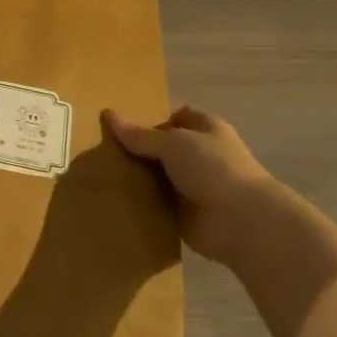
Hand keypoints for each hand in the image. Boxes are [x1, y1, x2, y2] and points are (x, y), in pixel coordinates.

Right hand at [104, 104, 284, 261]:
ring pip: (154, 174)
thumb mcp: (173, 143)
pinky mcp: (181, 212)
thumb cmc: (213, 168)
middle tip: (97, 144)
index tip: (116, 118)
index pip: (173, 114)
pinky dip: (137, 201)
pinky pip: (153, 202)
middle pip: (160, 146)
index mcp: (204, 128)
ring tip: (95, 170)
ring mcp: (190, 184)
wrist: (241, 221)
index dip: (147, 114)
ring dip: (133, 175)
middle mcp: (199, 154)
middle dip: (134, 146)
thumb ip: (140, 134)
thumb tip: (109, 115)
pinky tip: (108, 197)